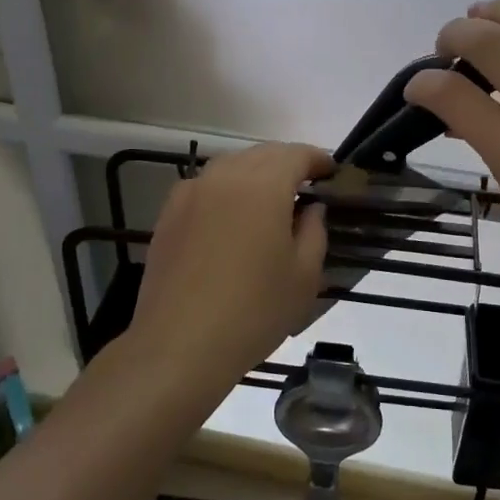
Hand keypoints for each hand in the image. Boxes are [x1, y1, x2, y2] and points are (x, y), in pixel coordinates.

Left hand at [128, 142, 332, 380]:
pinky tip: (231, 218)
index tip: (331, 173)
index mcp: (263, 186)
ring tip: (270, 200)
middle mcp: (224, 177)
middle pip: (262, 154)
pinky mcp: (168, 214)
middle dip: (287, 163)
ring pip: (231, 166)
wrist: (179, 345)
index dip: (317, 160)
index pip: (296, 154)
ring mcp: (191, 193)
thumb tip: (311, 208)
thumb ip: (314, 231)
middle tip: (306, 186)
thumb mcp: (304, 276)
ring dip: (256, 173)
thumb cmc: (253, 311)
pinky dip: (226, 190)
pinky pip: (206, 186)